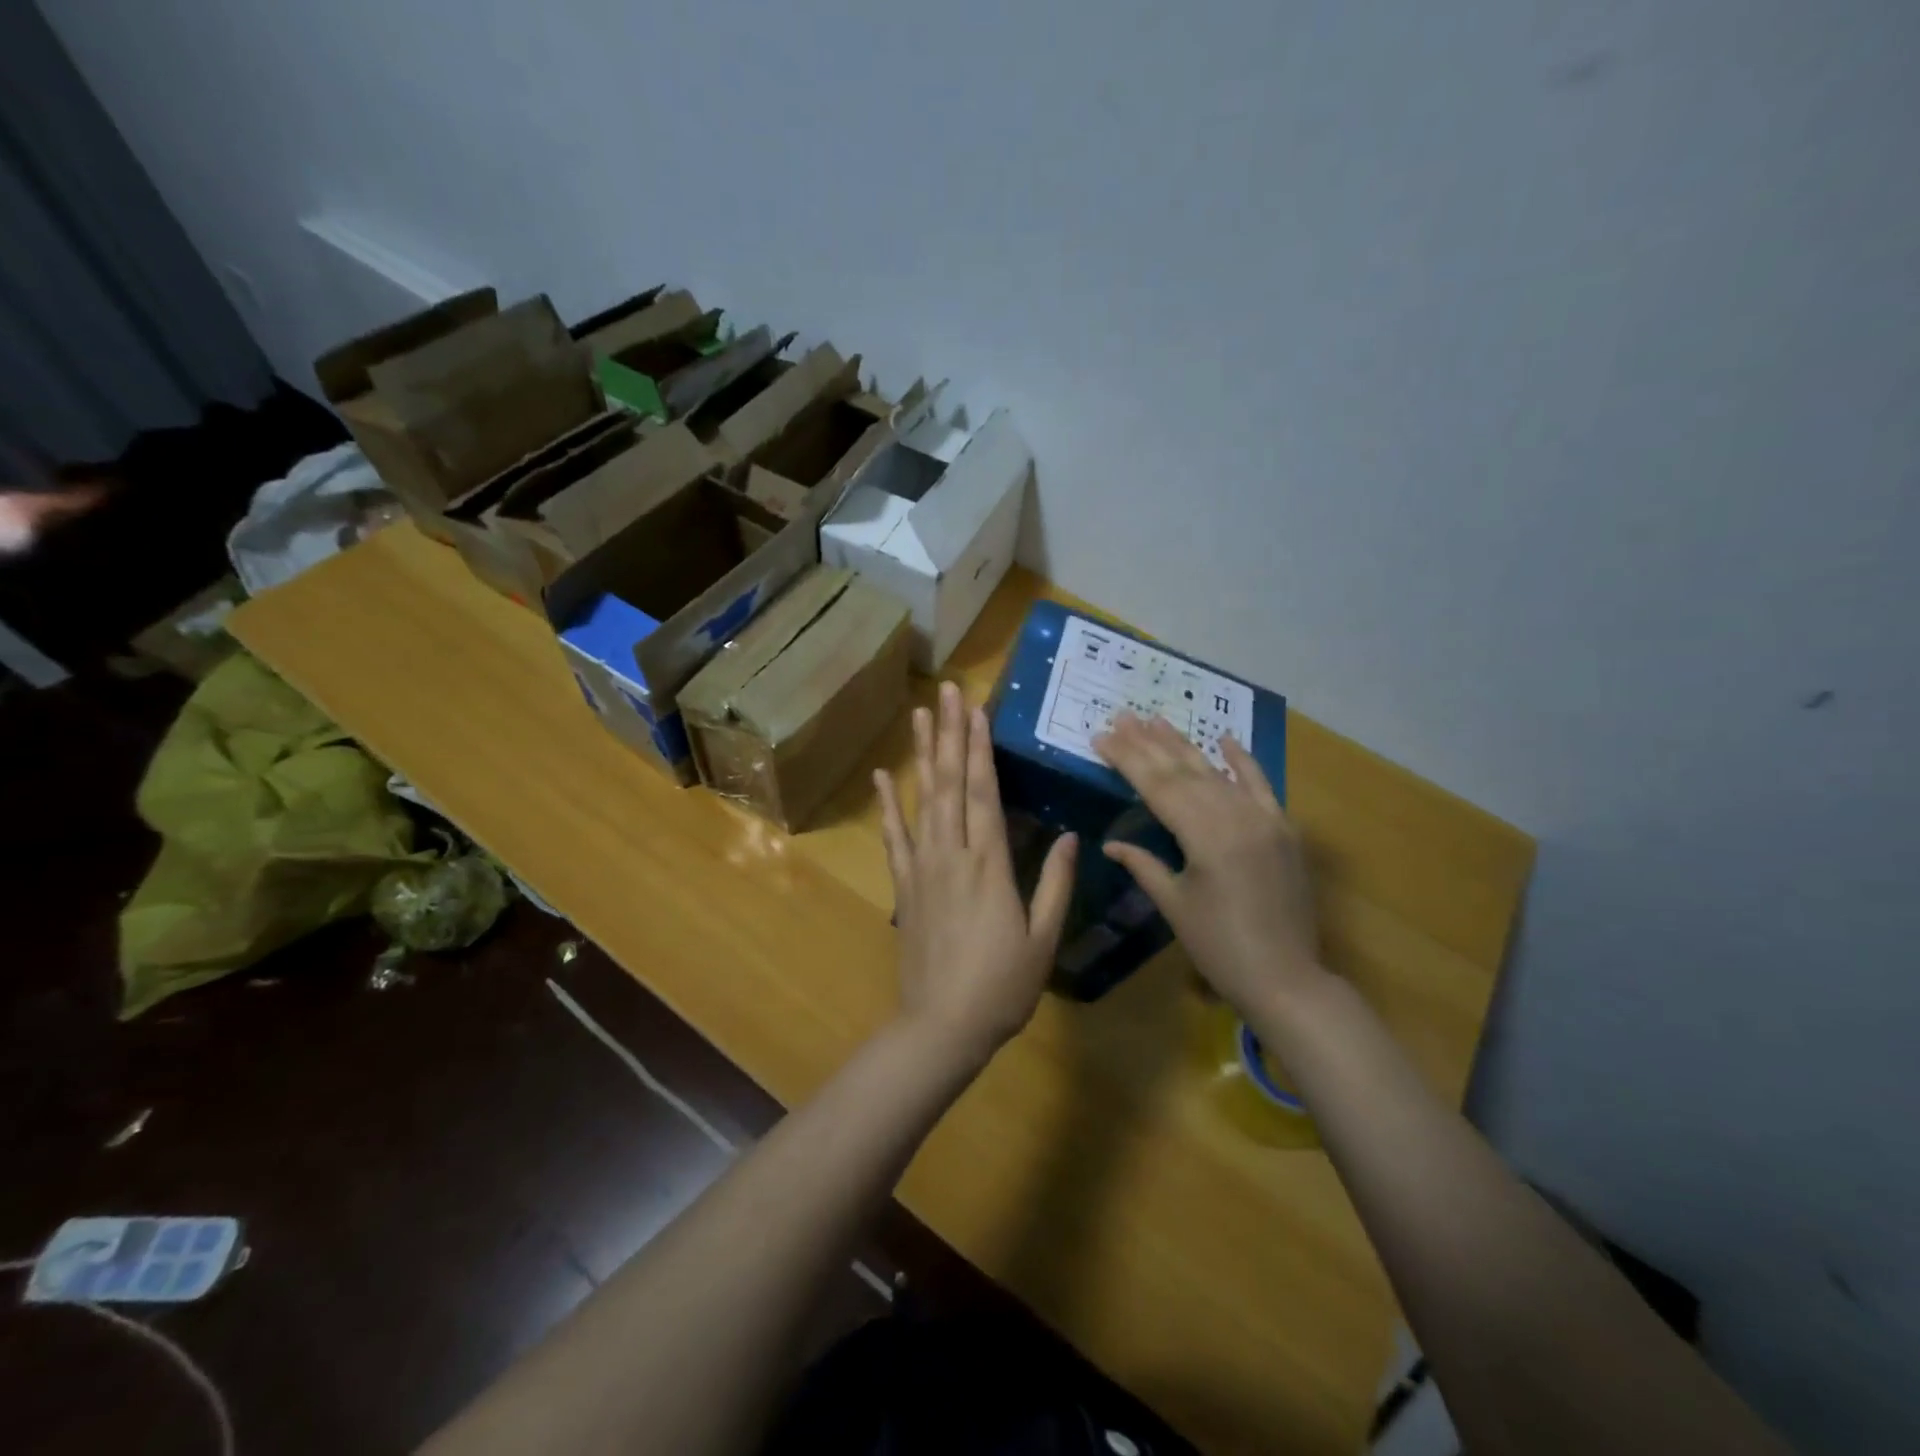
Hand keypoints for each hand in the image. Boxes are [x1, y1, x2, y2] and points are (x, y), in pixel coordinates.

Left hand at [875, 682, 1077, 1062]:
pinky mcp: (904, 885)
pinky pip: (894, 836)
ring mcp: (923, 867)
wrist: (942, 1027)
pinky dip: (888, 805)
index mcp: (989, 864)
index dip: (980, 747)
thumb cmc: (1002, 987)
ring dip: (923, 754)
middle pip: (951, 782)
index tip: (976, 709)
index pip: (984, 791)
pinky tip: (882, 777)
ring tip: (920, 715)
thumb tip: (1068, 836)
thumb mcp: (1043, 939)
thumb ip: (1054, 884)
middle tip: (946, 690)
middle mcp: (952, 853)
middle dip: (951, 733)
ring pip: (922, 799)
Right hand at [1094, 713, 1326, 1020]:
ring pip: (1216, 772)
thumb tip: (1109, 844)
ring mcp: (1264, 819)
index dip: (1127, 759)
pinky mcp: (1283, 829)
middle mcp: (1236, 817)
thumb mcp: (1175, 906)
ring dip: (1185, 745)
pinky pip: (1261, 786)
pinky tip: (1224, 738)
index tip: (1101, 735)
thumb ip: (1144, 865)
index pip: (1157, 786)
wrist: (1287, 979)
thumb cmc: (1220, 948)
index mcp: (1205, 836)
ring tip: (1156, 719)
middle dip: (1149, 743)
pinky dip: (1243, 761)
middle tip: (1122, 716)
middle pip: (1184, 771)